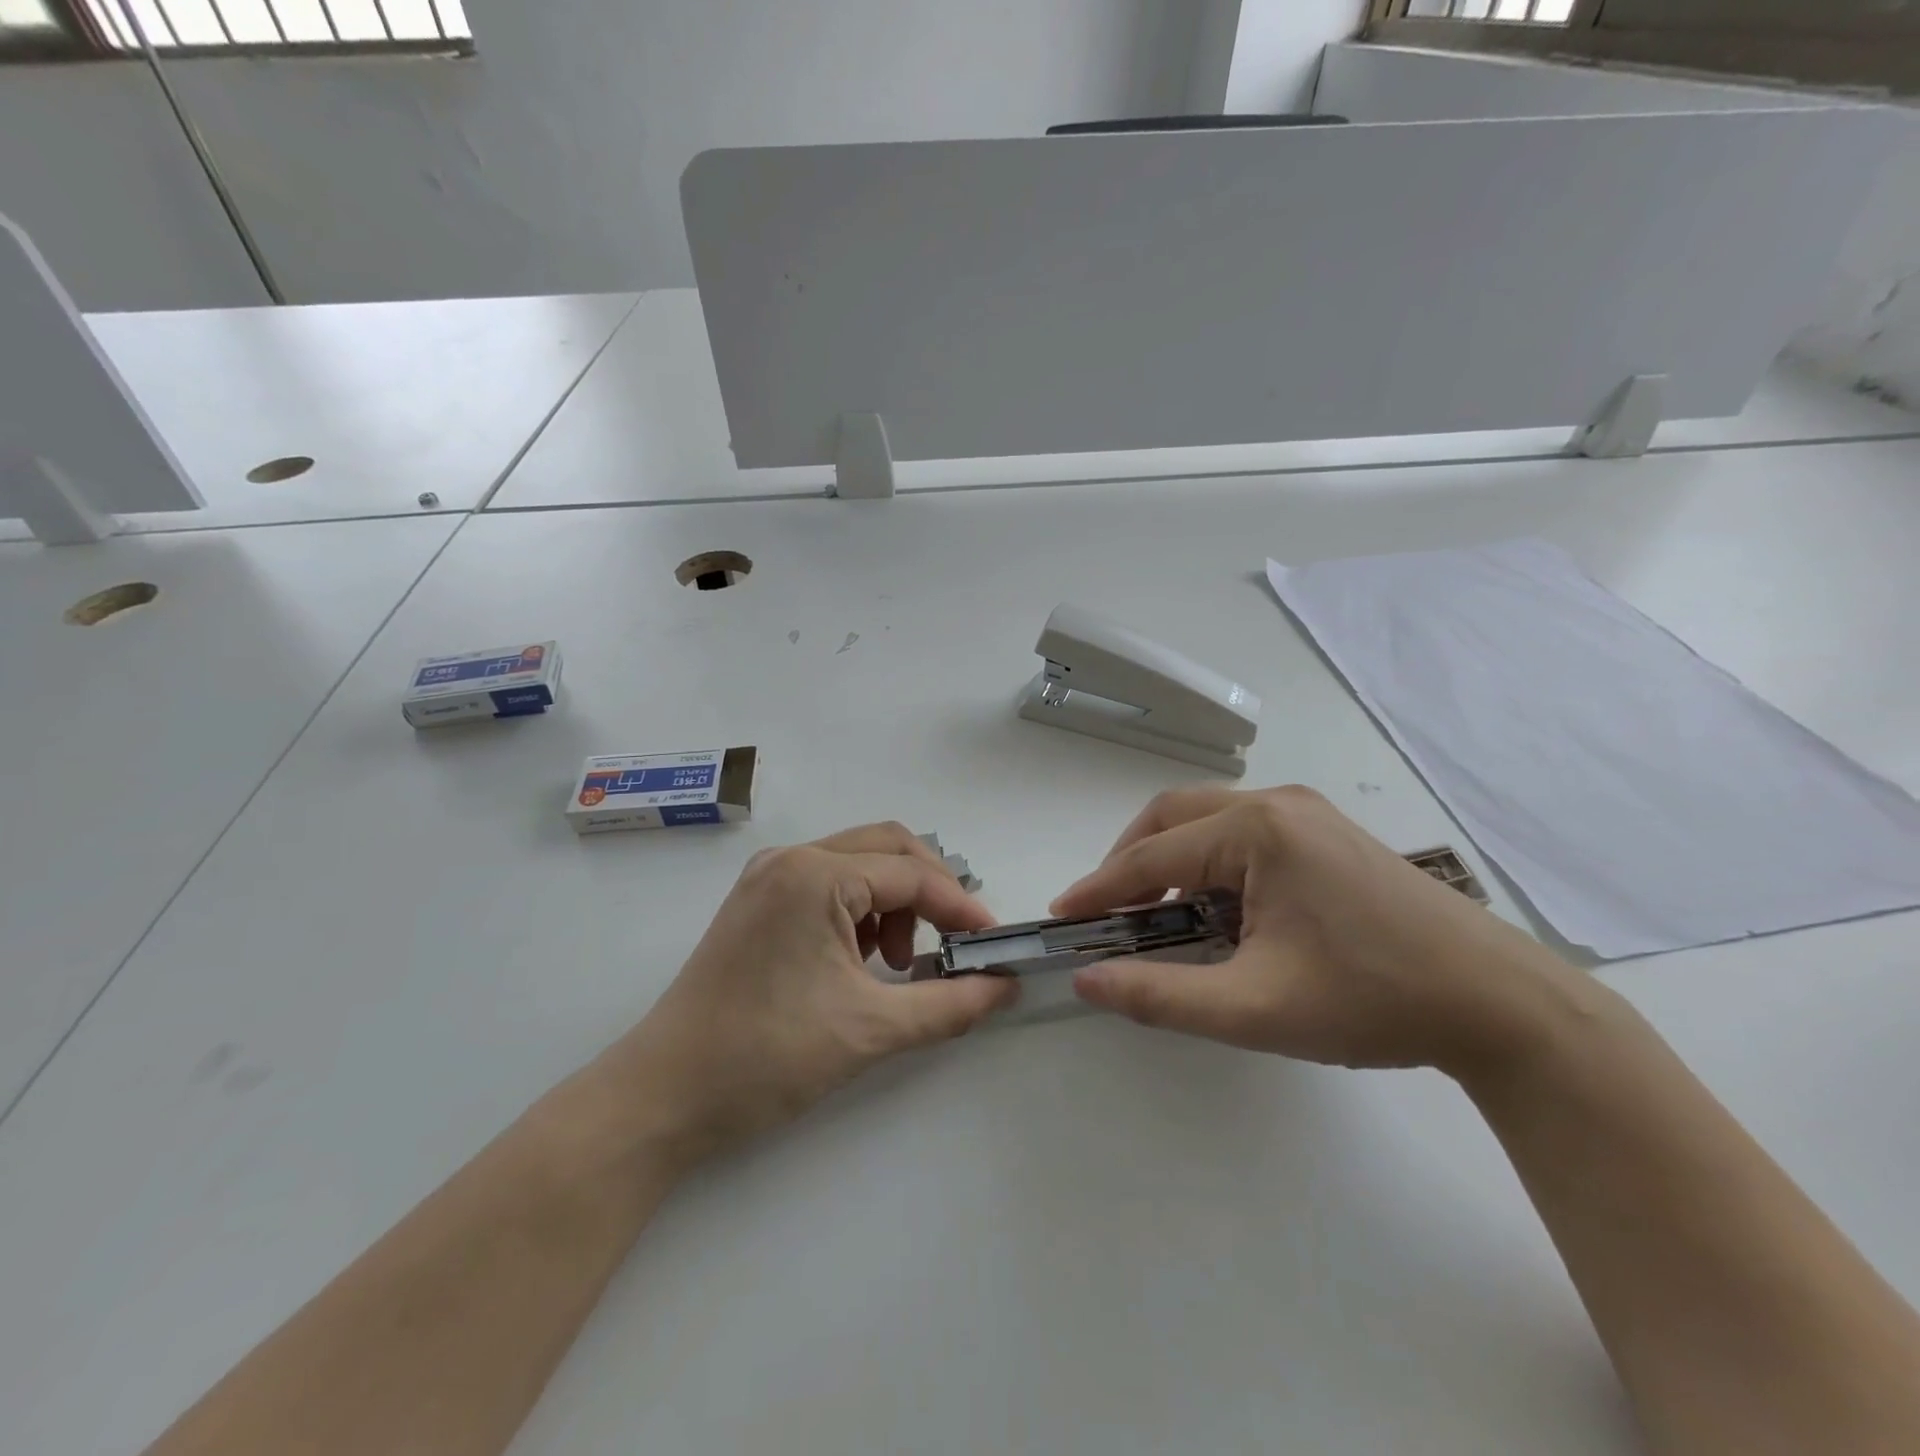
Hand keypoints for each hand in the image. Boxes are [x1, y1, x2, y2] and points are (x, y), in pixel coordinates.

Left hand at [605, 823, 1017, 1168]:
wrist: (662, 1097)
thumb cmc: (767, 1057)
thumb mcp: (871, 1030)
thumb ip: (950, 1005)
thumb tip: (1004, 987)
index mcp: (816, 875)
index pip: (913, 874)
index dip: (961, 907)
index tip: (993, 943)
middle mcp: (792, 858)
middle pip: (888, 847)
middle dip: (930, 891)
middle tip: (950, 943)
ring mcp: (769, 876)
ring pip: (859, 862)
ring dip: (895, 901)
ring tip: (896, 963)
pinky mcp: (758, 901)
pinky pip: (829, 882)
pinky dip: (861, 910)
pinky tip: (860, 960)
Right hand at [1052, 787, 1580, 1076]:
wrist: (1501, 1004)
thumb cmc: (1373, 1000)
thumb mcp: (1254, 1008)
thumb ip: (1160, 995)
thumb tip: (1087, 980)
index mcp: (1258, 830)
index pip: (1152, 855)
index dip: (1101, 888)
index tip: (1063, 916)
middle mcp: (1278, 804)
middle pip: (1174, 817)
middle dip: (1131, 861)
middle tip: (1109, 912)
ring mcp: (1308, 813)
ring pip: (1209, 821)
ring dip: (1172, 861)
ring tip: (1160, 917)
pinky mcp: (1328, 833)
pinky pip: (1244, 833)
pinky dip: (1210, 863)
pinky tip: (1219, 910)